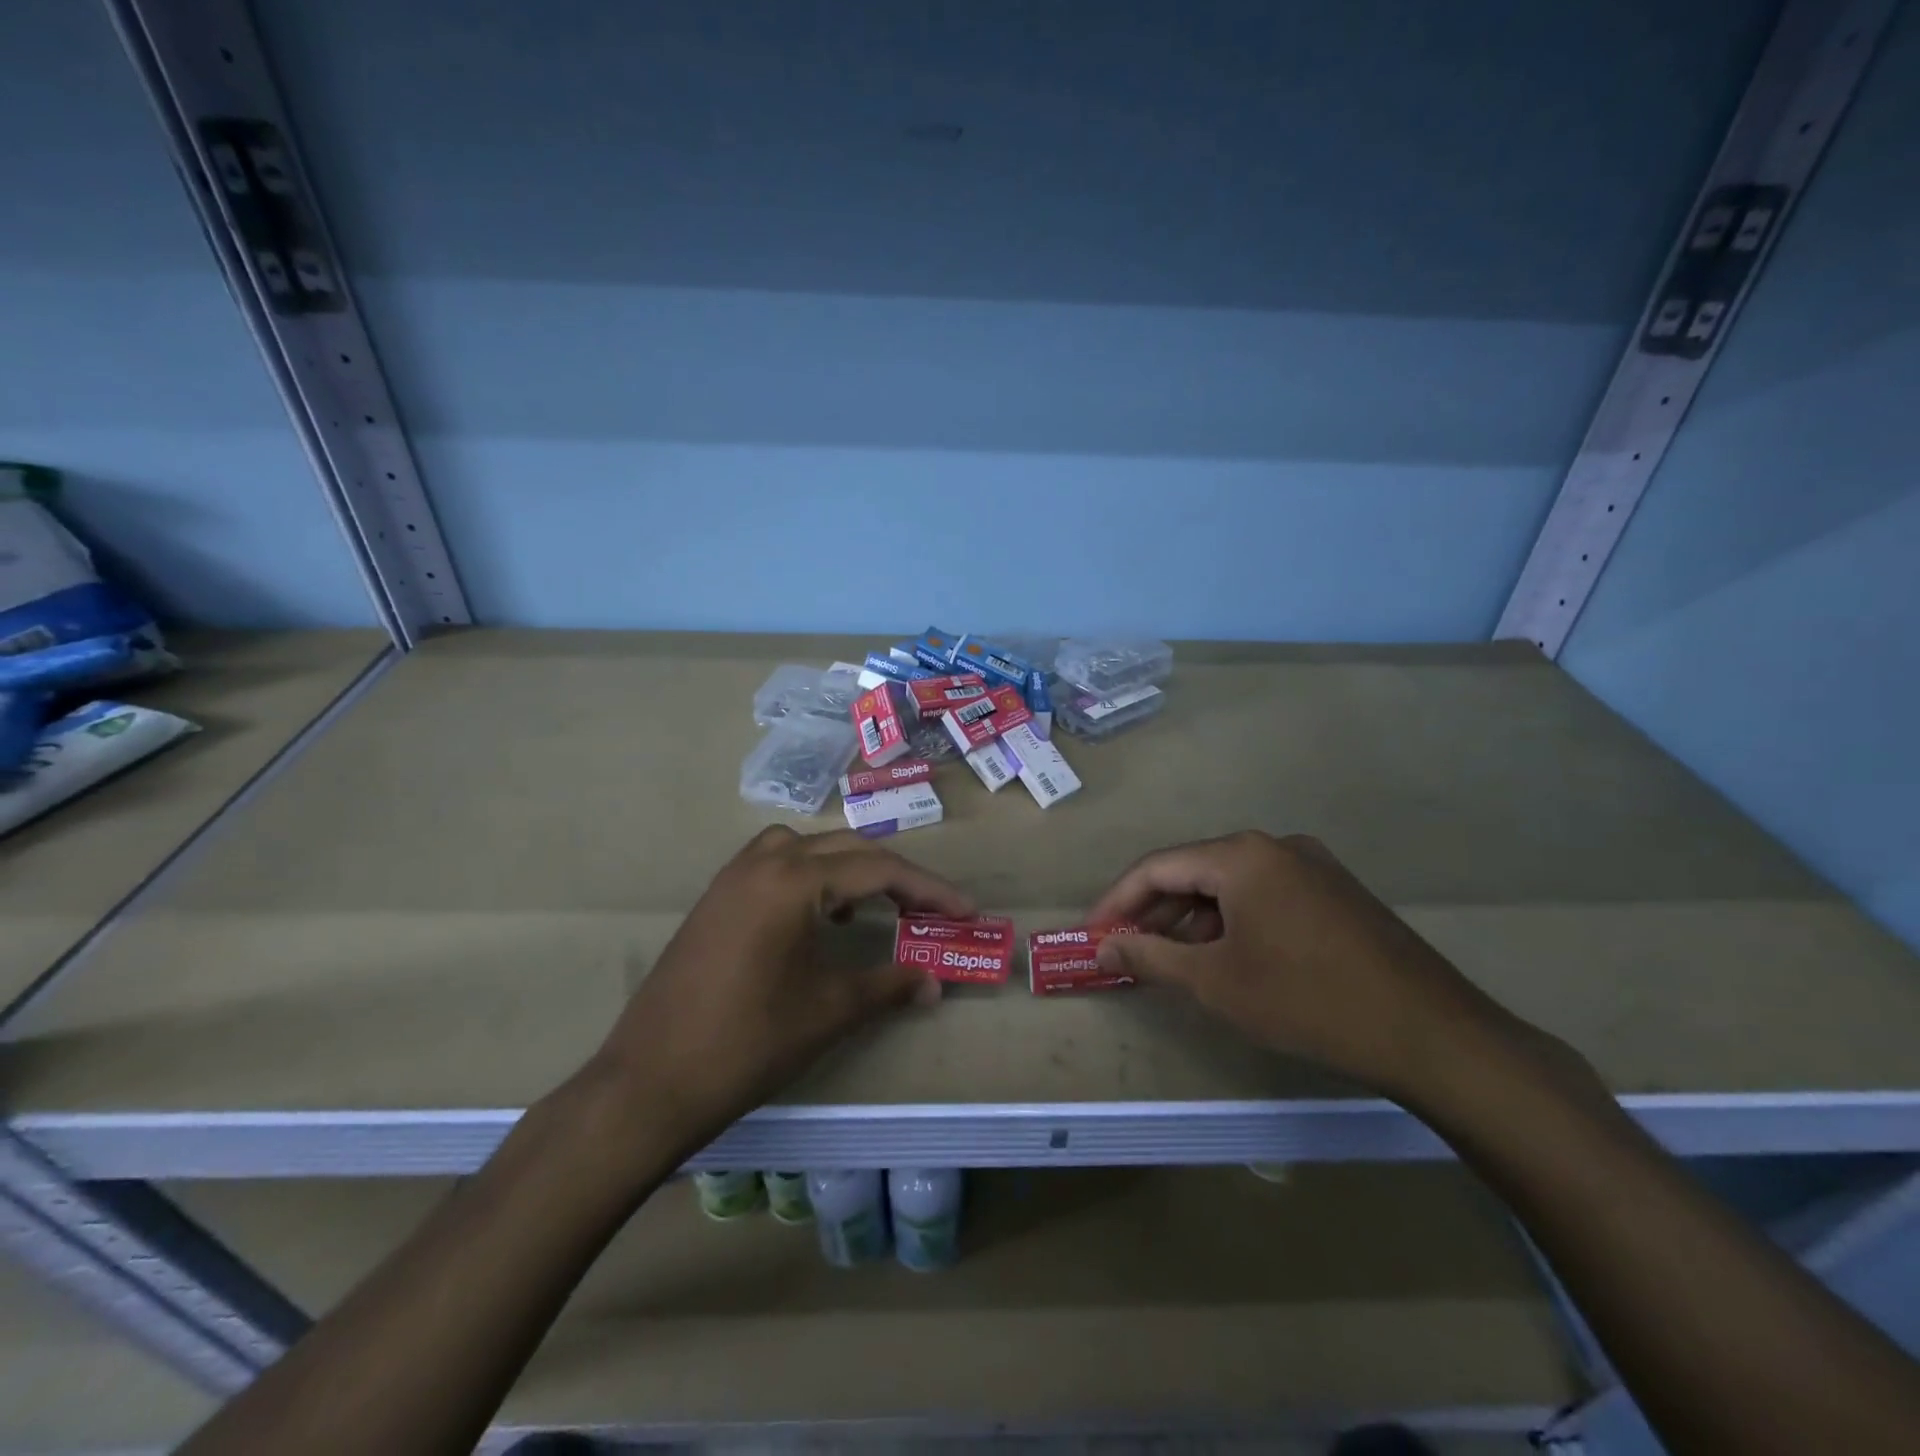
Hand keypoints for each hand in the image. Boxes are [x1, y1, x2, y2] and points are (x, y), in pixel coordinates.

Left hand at [590, 826, 971, 1144]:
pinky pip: (773, 864)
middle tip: (929, 910)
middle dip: (894, 875)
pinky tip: (816, 918)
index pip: (878, 869)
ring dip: (847, 867)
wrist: (649, 1084)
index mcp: (793, 880)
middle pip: (846, 849)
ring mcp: (732, 878)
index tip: (966, 911)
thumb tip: (935, 982)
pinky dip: (808, 876)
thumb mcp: (829, 1011)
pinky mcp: (715, 899)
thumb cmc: (748, 1043)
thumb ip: (889, 986)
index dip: (929, 890)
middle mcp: (762, 862)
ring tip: (869, 907)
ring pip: (806, 847)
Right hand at [1088, 831, 1502, 1101]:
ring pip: (1230, 886)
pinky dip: (1231, 922)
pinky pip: (1263, 896)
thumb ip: (1149, 957)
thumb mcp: (1215, 982)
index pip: (1157, 867)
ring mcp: (1312, 866)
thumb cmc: (1306, 1000)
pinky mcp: (1335, 892)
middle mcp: (1274, 846)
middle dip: (1153, 911)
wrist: (1431, 1034)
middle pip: (1193, 871)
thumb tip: (1101, 948)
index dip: (1116, 902)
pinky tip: (1224, 957)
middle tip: (1123, 950)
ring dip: (1191, 919)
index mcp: (1241, 855)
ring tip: (1168, 960)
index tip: (1091, 935)